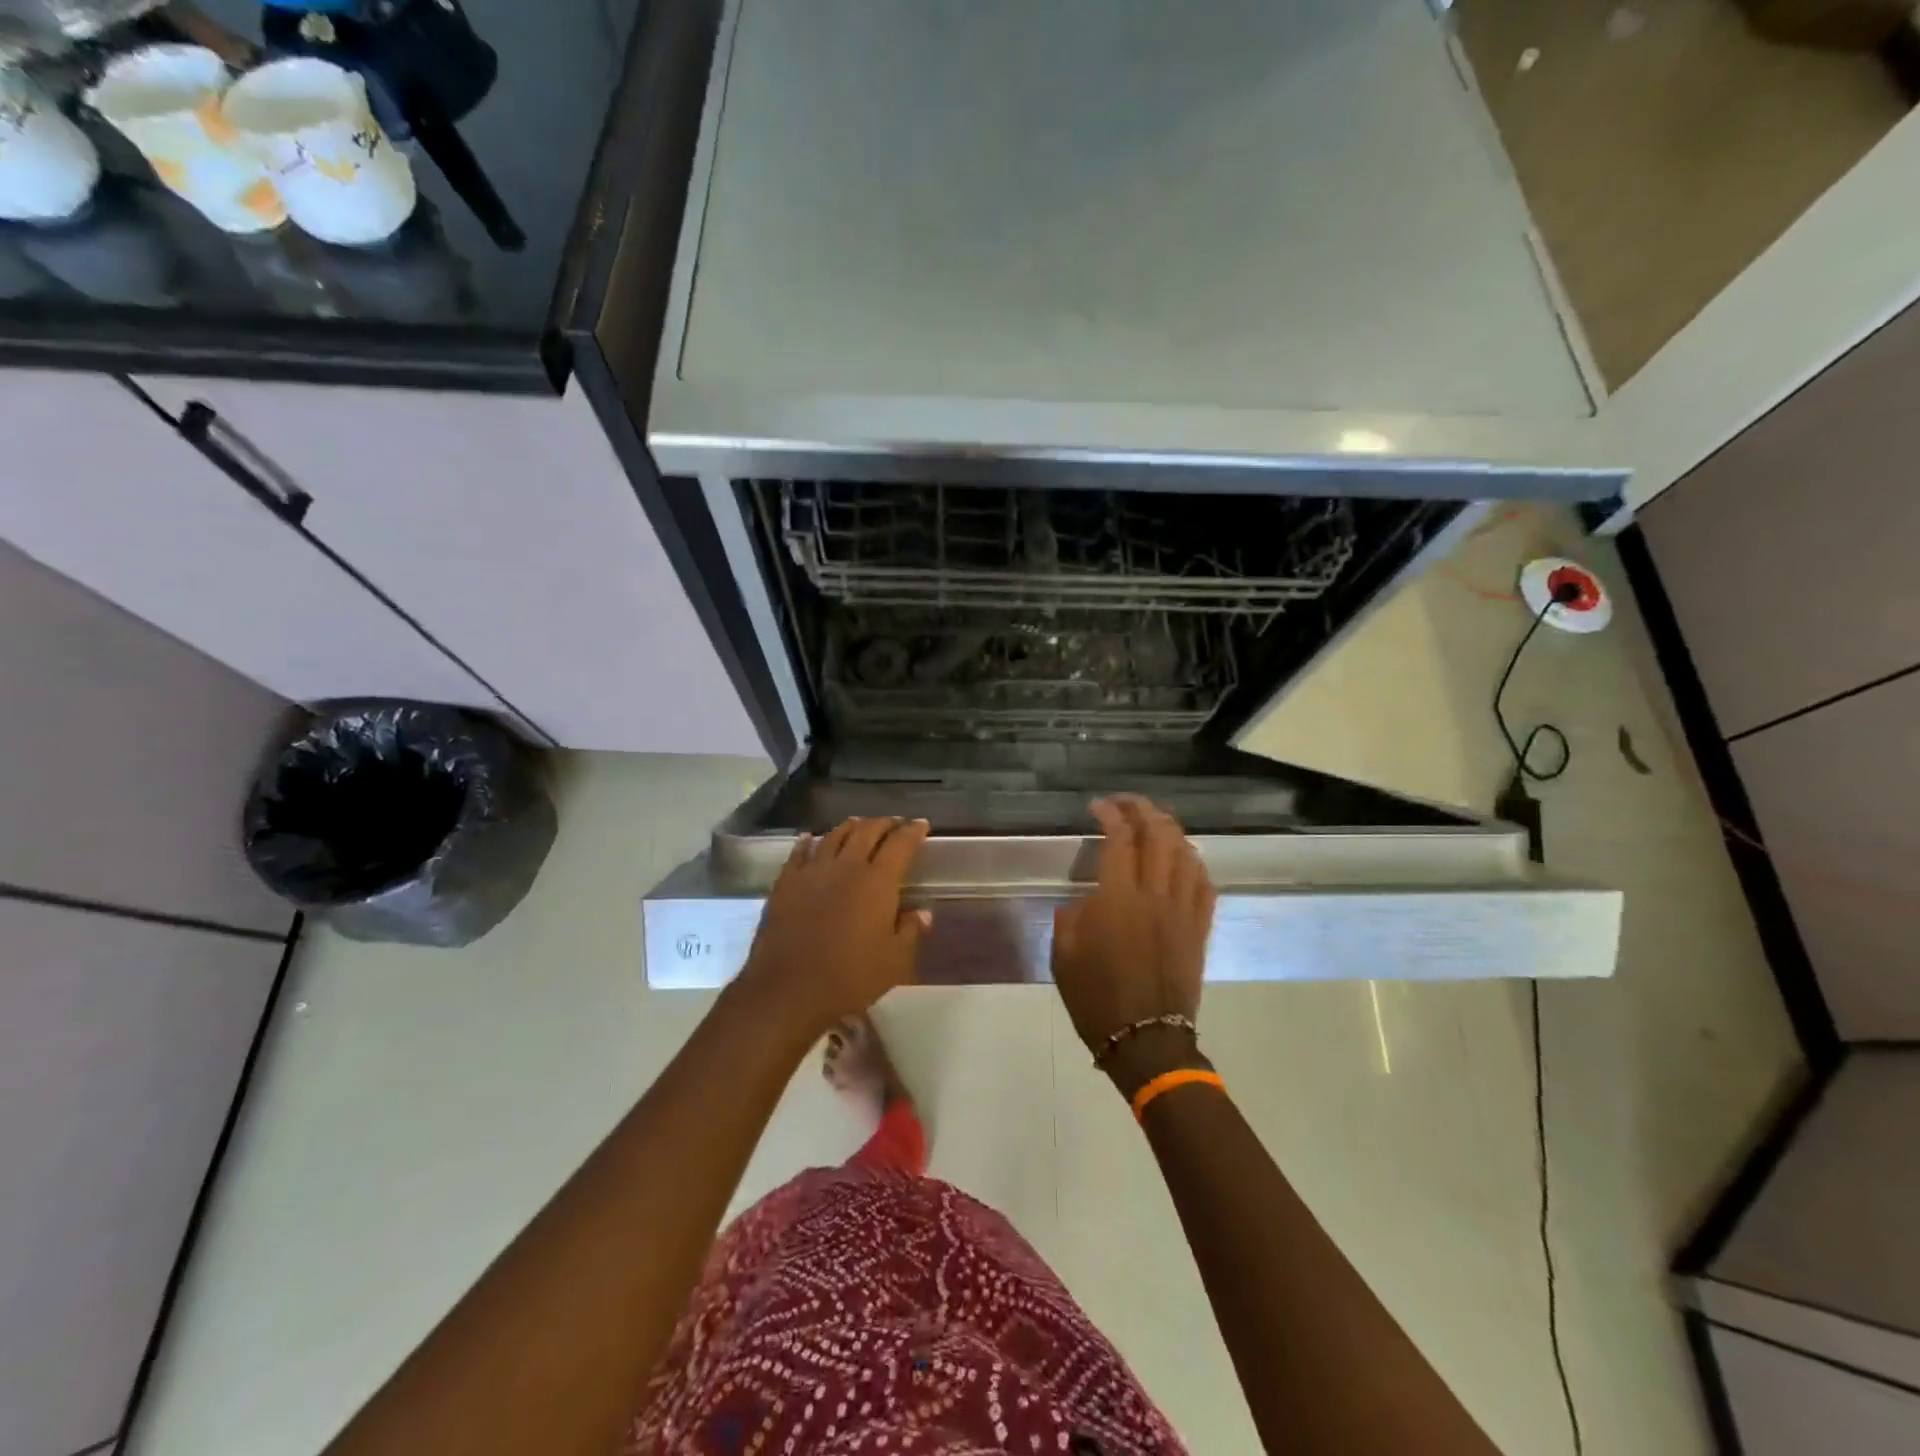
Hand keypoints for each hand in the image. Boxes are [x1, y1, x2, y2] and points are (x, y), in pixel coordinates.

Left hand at [735, 818, 931, 1035]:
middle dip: (884, 823)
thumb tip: (921, 912)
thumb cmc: (850, 977)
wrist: (788, 989)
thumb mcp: (894, 961)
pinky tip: (810, 839)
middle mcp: (846, 866)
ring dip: (850, 827)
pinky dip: (809, 842)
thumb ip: (910, 931)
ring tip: (859, 824)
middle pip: (867, 831)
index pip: (900, 844)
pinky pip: (799, 853)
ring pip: (834, 836)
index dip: (913, 831)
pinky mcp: (786, 883)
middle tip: (894, 823)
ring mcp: (813, 871)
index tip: (921, 825)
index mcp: (877, 881)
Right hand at [1052, 797, 1216, 1094]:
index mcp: (1117, 900)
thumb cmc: (1096, 999)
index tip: (1098, 806)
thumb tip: (1086, 901)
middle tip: (1127, 804)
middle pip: (1158, 836)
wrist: (1146, 1041)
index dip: (1111, 814)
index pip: (1120, 839)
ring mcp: (1183, 912)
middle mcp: (1155, 896)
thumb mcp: (1063, 956)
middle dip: (1144, 810)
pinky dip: (1195, 863)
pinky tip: (1185, 859)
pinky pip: (1205, 886)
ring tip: (1155, 823)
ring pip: (1186, 855)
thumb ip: (1071, 918)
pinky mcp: (1199, 930)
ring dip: (1171, 830)